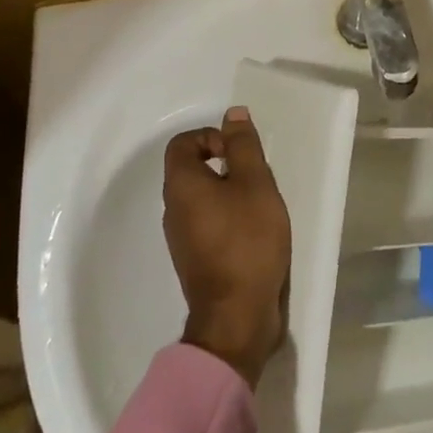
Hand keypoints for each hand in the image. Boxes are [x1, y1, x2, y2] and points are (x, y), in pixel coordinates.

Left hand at [163, 105, 291, 388]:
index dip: (211, 137)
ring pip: (202, 198)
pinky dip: (228, 218)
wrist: (237, 318)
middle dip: (226, 165)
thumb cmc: (248, 241)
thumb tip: (232, 114)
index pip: (183, 143)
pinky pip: (207, 223)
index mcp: (181, 186)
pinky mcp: (195, 260)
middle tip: (256, 179)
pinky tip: (254, 233)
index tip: (238, 154)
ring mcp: (181, 238)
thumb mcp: (255, 183)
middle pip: (192, 169)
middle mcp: (173, 209)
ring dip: (229, 193)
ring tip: (259, 206)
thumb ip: (243, 146)